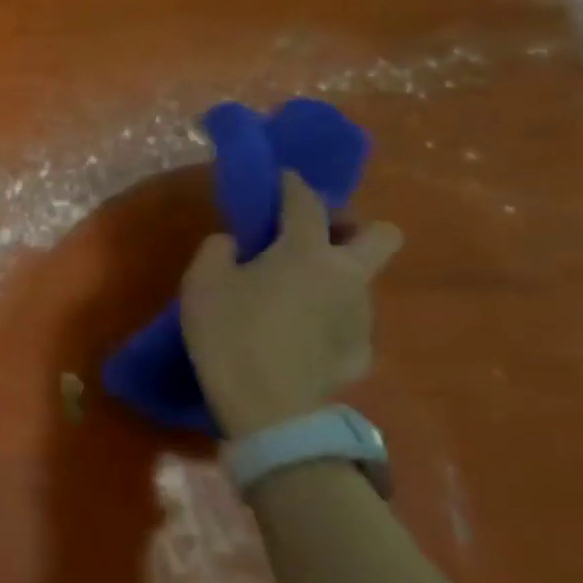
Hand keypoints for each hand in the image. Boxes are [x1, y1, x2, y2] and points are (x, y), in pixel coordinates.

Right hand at [180, 171, 401, 439]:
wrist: (267, 405)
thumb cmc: (229, 332)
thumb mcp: (201, 282)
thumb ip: (218, 251)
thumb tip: (235, 243)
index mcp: (305, 252)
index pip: (305, 202)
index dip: (293, 185)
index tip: (282, 177)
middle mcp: (346, 275)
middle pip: (380, 234)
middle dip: (351, 228)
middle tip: (312, 240)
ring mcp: (362, 315)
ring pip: (360, 280)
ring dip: (333, 277)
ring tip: (292, 296)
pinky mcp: (362, 351)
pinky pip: (348, 322)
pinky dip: (327, 320)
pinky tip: (298, 337)